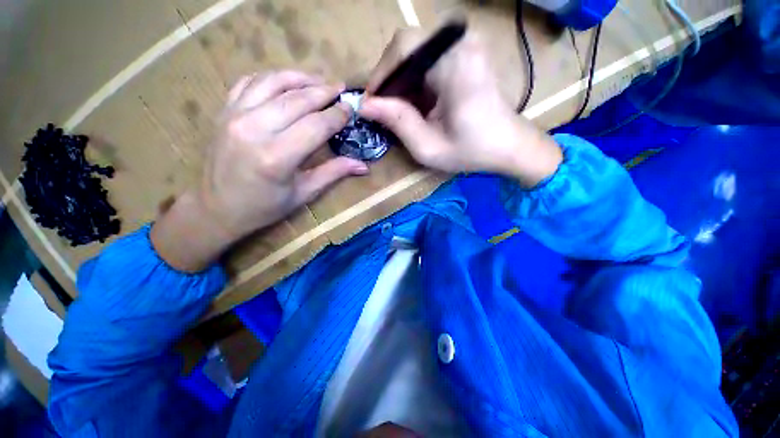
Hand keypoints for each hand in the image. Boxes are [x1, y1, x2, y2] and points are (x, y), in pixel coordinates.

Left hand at [152, 71, 368, 271]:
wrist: (217, 208)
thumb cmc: (265, 207)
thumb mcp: (304, 193)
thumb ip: (334, 173)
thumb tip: (364, 167)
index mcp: (278, 157)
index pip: (317, 125)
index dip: (337, 115)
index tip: (351, 109)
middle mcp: (255, 129)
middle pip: (298, 99)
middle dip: (324, 92)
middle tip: (341, 89)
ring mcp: (235, 116)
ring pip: (274, 83)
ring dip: (300, 78)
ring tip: (319, 80)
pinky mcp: (224, 111)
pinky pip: (250, 82)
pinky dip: (272, 78)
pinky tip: (287, 82)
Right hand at [360, 28, 561, 186]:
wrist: (508, 145)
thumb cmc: (471, 151)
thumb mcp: (428, 146)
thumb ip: (397, 122)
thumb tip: (365, 105)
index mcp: (454, 63)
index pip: (403, 48)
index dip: (381, 74)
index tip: (371, 103)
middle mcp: (461, 42)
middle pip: (408, 45)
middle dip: (391, 78)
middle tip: (384, 109)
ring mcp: (466, 43)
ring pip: (416, 51)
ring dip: (402, 80)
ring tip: (401, 110)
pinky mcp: (466, 51)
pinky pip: (429, 57)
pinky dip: (416, 80)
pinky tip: (418, 103)